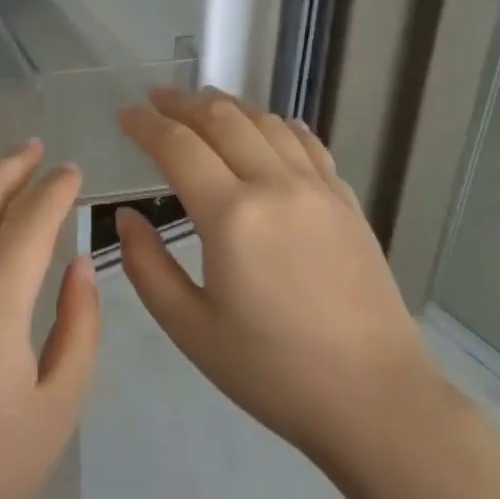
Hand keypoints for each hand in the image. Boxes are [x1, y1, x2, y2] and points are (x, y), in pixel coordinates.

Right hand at [115, 87, 436, 469]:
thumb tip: (127, 218)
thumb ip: (147, 266)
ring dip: (229, 106)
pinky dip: (280, 125)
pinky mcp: (347, 203)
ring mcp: (318, 190)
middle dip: (182, 102)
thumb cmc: (272, 372)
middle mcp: (276, 186)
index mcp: (232, 216)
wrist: (375, 400)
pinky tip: (270, 126)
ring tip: (203, 103)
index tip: (124, 115)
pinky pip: (308, 145)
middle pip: (223, 120)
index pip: (178, 147)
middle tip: (155, 98)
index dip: (145, 125)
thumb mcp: (191, 329)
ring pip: (267, 123)